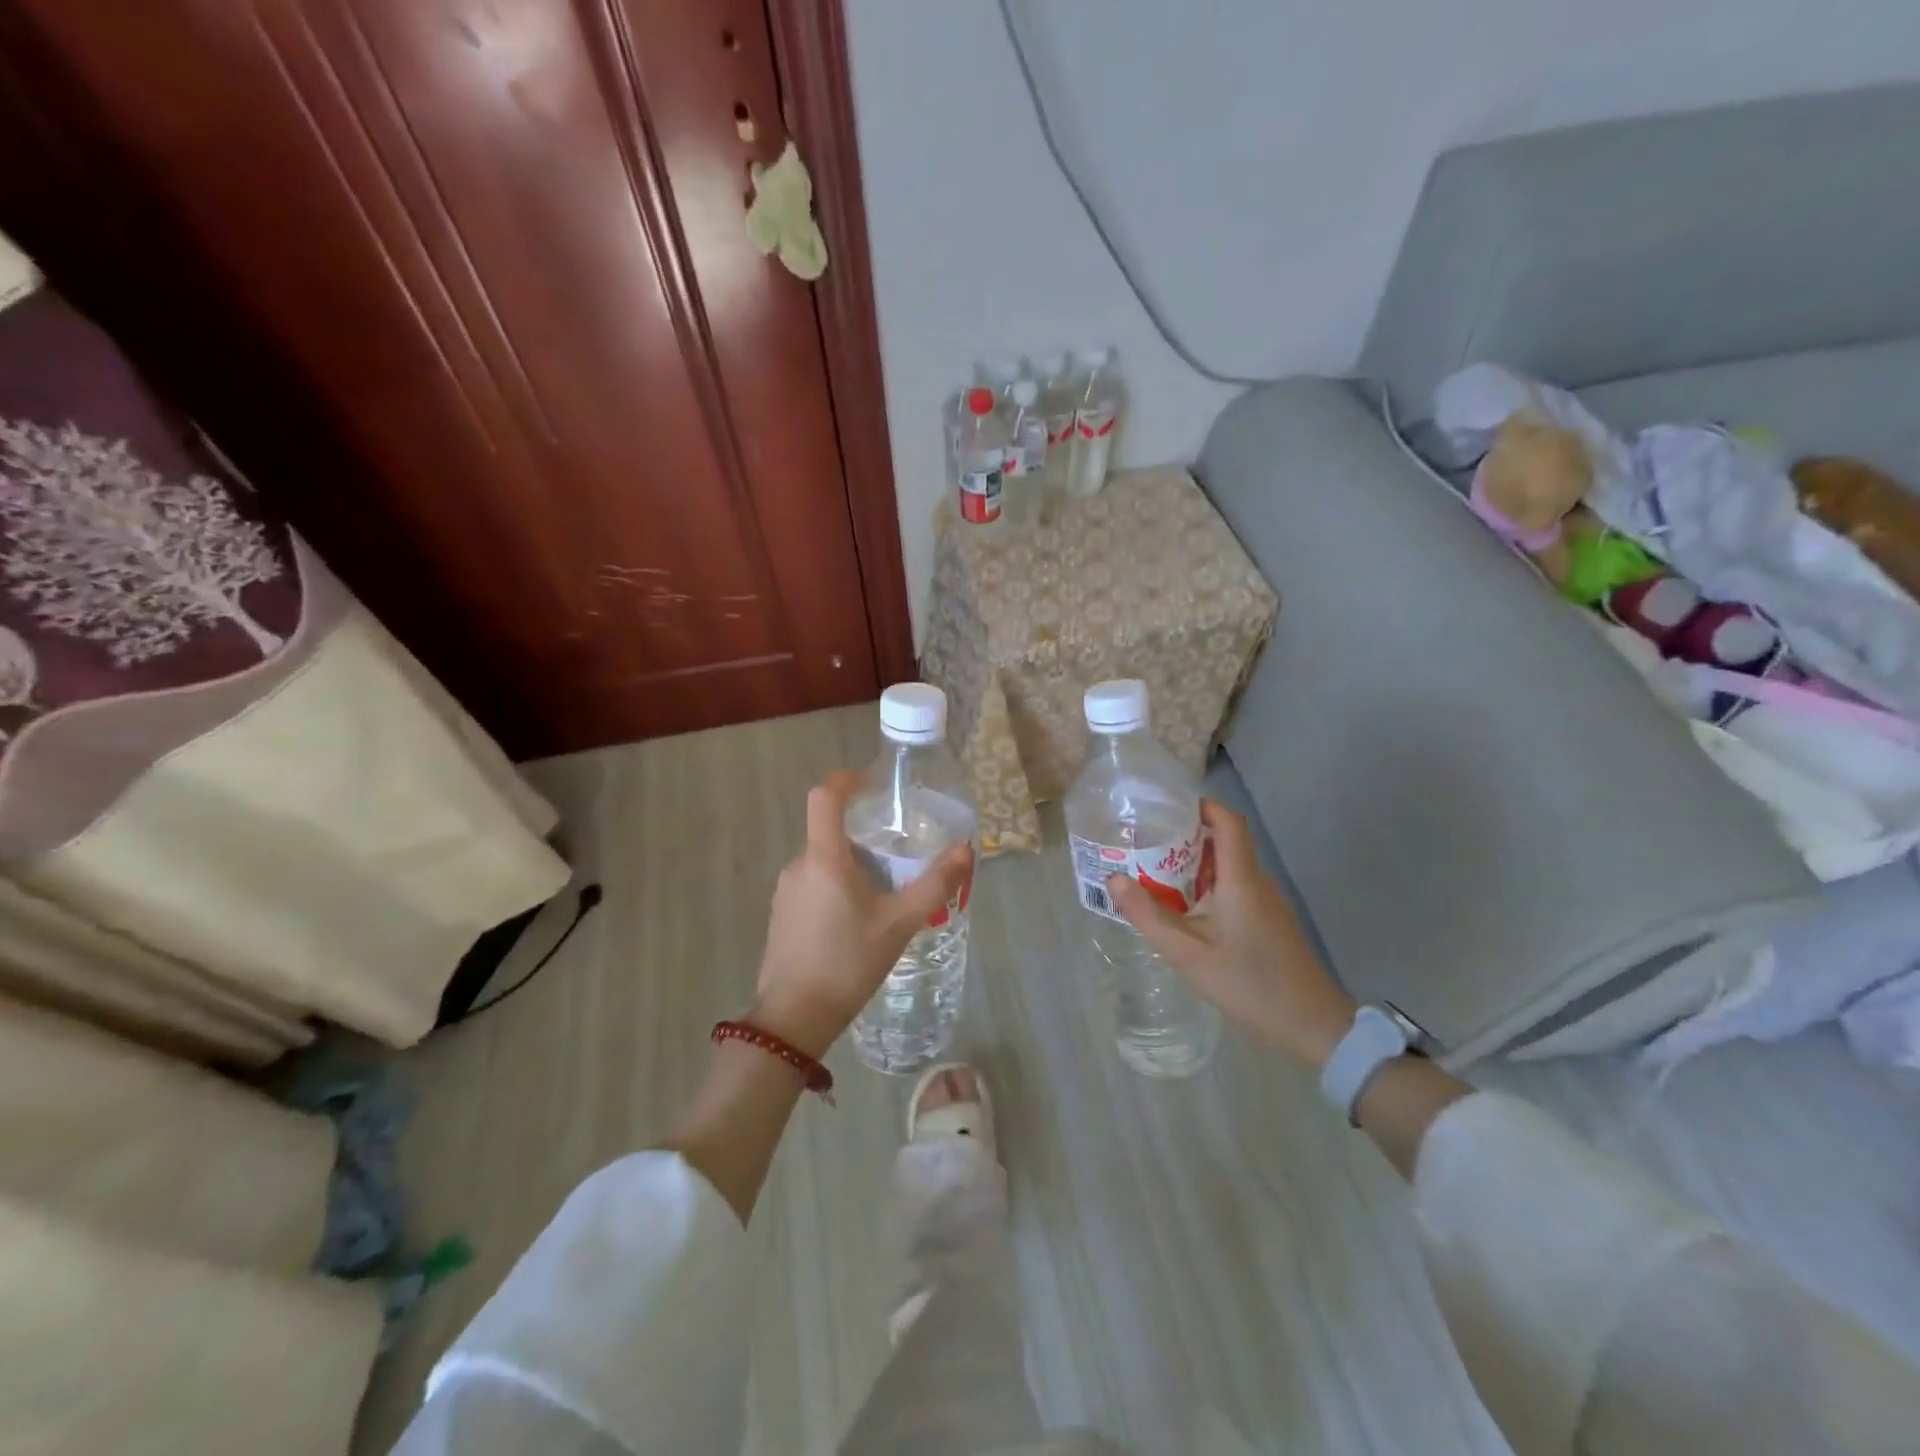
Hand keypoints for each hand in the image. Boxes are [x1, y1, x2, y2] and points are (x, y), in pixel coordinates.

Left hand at [750, 770, 972, 1058]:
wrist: (795, 1018)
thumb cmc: (848, 963)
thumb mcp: (900, 923)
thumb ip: (934, 884)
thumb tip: (965, 849)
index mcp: (824, 858)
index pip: (824, 797)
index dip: (846, 780)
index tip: (871, 783)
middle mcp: (799, 865)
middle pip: (829, 831)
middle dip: (863, 835)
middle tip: (898, 855)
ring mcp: (785, 891)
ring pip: (822, 861)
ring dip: (851, 864)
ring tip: (883, 893)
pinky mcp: (781, 914)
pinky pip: (812, 884)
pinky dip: (836, 886)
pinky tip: (857, 921)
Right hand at [1108, 800, 1355, 1067]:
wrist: (1312, 1025)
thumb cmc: (1249, 983)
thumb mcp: (1188, 953)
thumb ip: (1149, 915)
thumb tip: (1114, 878)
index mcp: (1241, 879)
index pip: (1228, 822)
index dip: (1201, 806)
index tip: (1166, 806)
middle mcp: (1257, 882)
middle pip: (1225, 841)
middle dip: (1185, 836)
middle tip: (1146, 842)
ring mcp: (1267, 902)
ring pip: (1228, 867)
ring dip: (1194, 864)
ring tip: (1155, 872)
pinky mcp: (1269, 921)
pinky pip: (1235, 888)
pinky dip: (1208, 886)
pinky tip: (1184, 908)